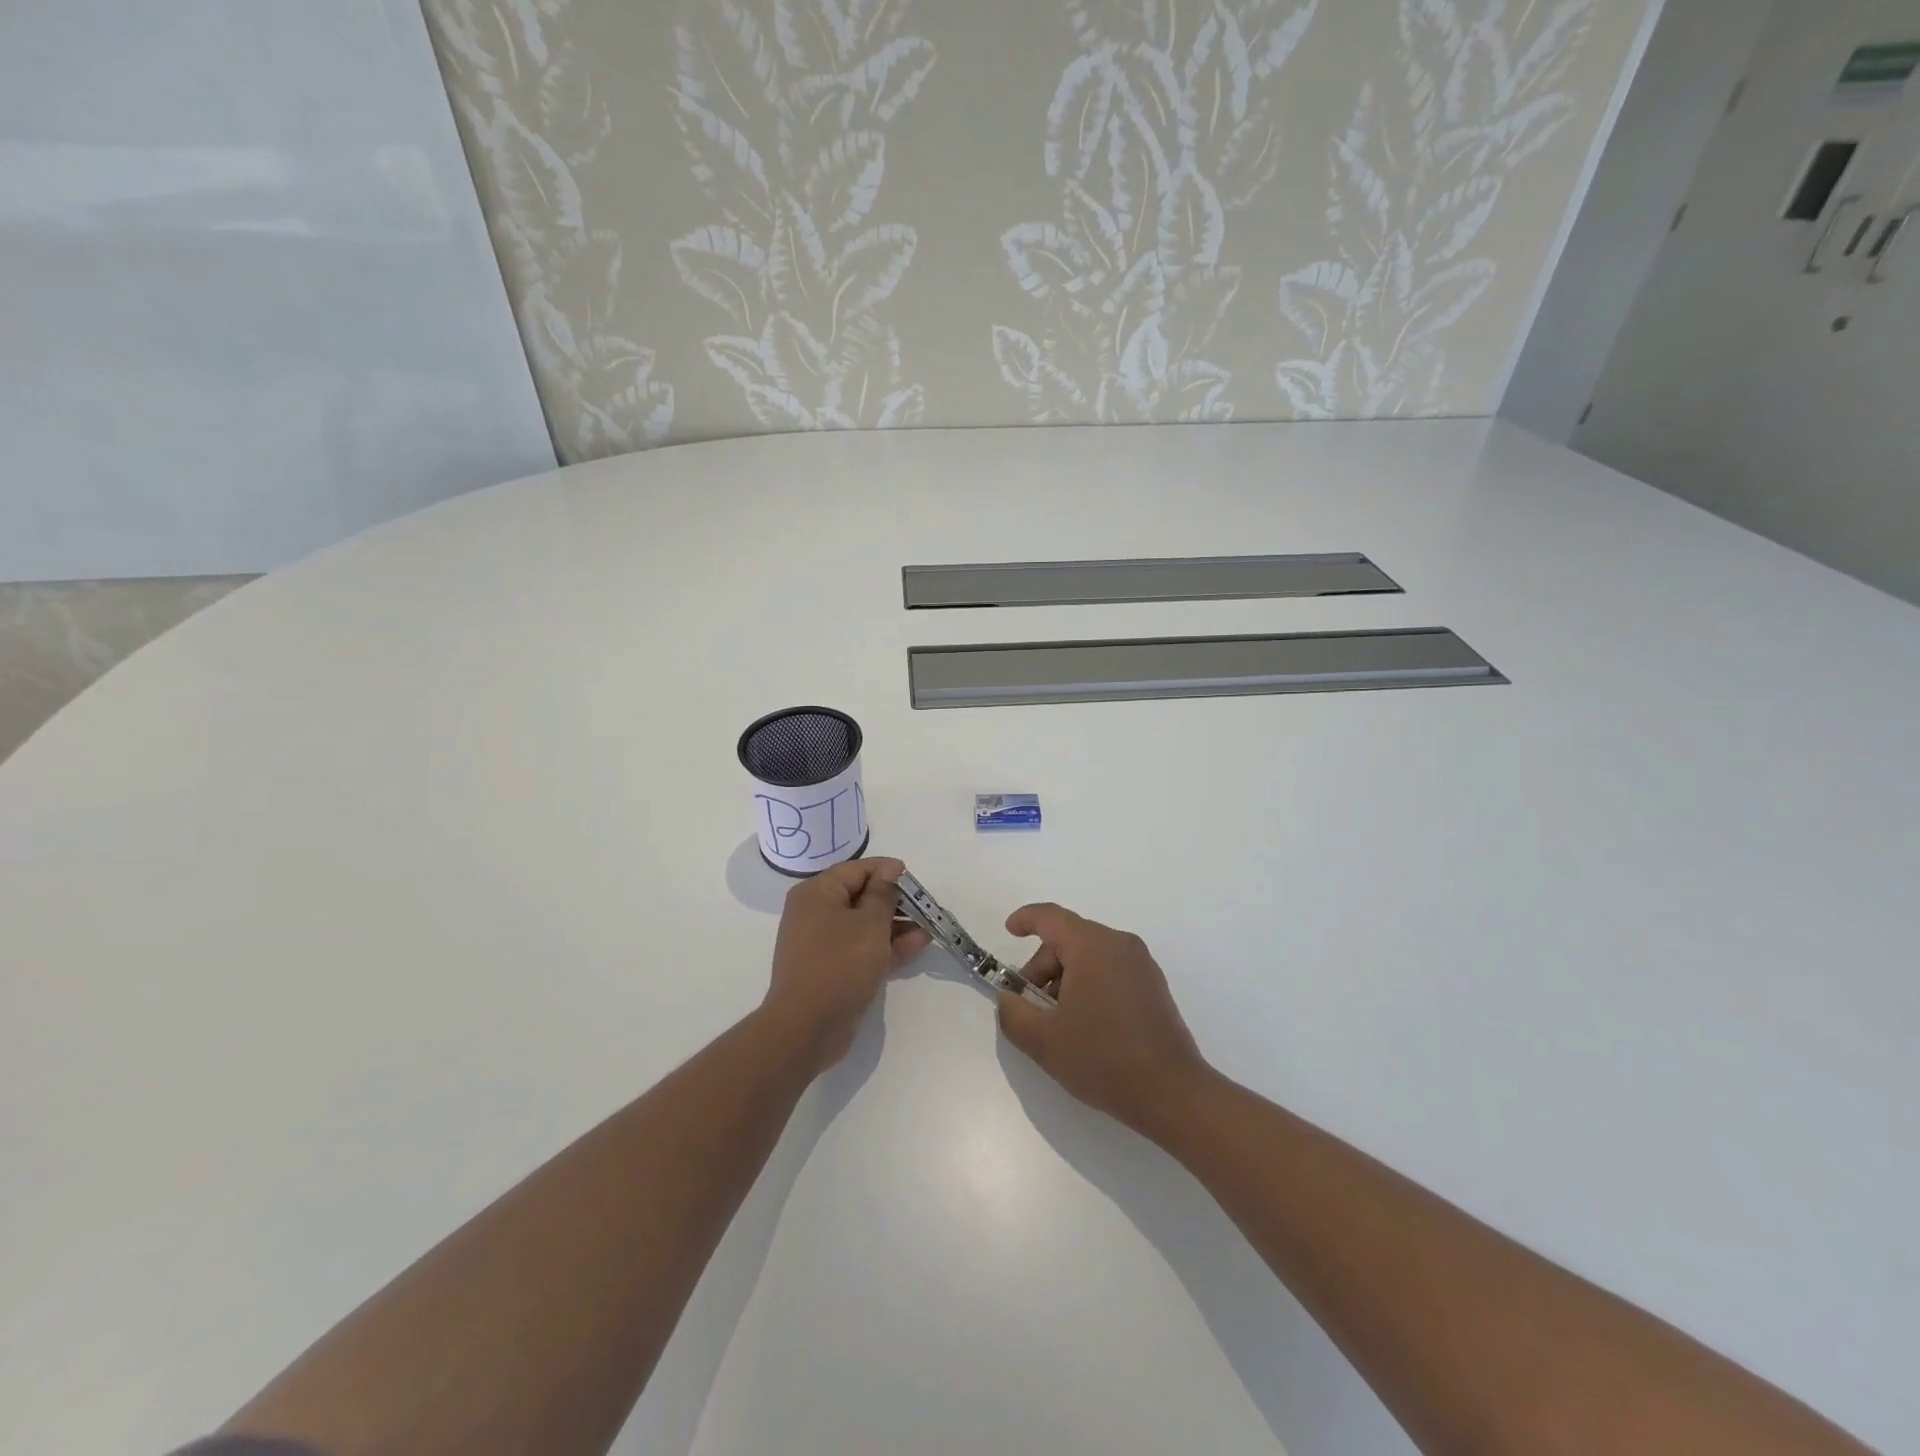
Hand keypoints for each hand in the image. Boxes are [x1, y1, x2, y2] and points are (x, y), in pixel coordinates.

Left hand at [763, 857, 929, 1074]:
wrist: (807, 1028)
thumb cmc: (839, 965)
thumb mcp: (869, 924)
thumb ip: (883, 894)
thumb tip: (890, 870)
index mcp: (817, 894)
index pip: (857, 870)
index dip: (887, 871)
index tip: (915, 880)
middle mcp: (817, 913)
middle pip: (862, 896)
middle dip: (896, 900)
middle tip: (927, 905)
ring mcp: (825, 943)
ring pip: (866, 925)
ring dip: (897, 924)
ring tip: (930, 925)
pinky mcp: (835, 969)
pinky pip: (864, 948)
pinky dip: (889, 945)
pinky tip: (919, 943)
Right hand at [996, 903, 1210, 1140]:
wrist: (1172, 1094)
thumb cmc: (1103, 1058)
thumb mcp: (1043, 1040)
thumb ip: (1013, 1013)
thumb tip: (1009, 999)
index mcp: (1092, 946)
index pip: (1051, 917)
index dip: (1025, 919)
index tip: (1009, 931)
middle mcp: (1120, 945)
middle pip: (1069, 941)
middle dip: (1042, 968)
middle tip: (1030, 1008)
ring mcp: (1142, 966)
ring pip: (1090, 958)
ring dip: (1065, 981)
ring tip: (1058, 1024)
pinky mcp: (1154, 988)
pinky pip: (1110, 972)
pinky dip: (1089, 987)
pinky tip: (1085, 1027)